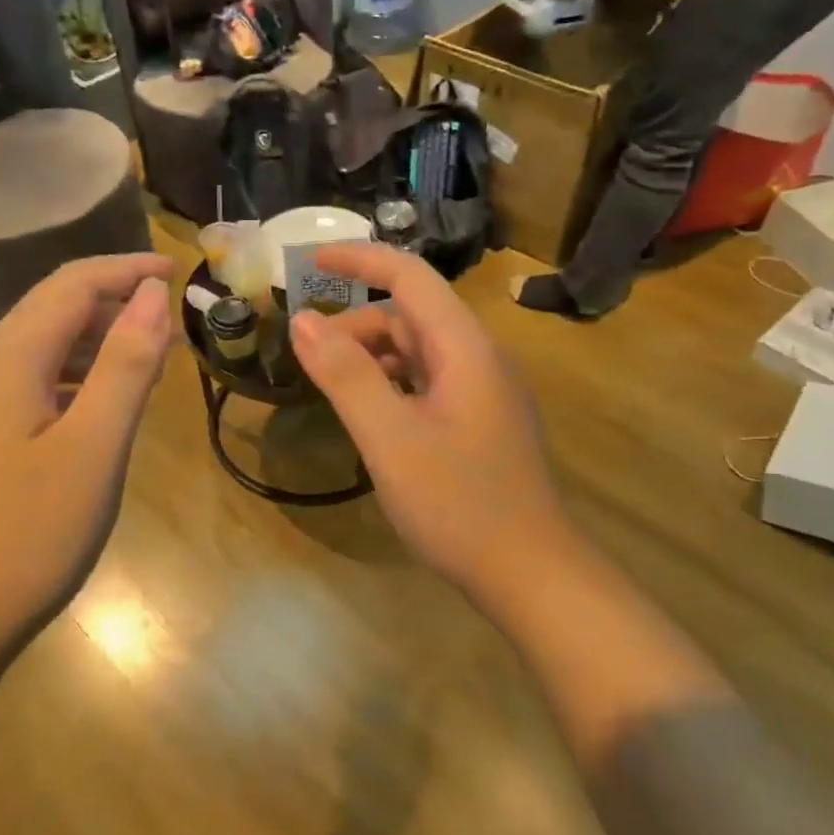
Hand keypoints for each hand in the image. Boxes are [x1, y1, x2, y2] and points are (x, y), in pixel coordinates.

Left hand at [0, 254, 173, 624]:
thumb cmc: (29, 532)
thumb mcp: (95, 445)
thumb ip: (126, 364)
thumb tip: (151, 295)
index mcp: (6, 359)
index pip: (71, 285)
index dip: (125, 271)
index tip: (177, 272)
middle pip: (50, 311)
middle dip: (113, 304)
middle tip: (172, 324)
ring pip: (39, 349)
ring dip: (94, 342)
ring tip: (149, 359)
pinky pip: (27, 385)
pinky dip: (72, 379)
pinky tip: (98, 407)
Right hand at [288, 245, 570, 596]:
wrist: (530, 574)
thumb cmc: (458, 504)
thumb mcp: (389, 438)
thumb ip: (346, 376)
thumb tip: (303, 320)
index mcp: (464, 348)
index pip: (410, 277)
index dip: (360, 260)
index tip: (310, 261)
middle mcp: (479, 359)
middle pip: (412, 317)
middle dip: (356, 324)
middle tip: (307, 356)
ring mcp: (485, 393)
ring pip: (420, 353)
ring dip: (372, 358)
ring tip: (330, 385)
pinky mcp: (482, 423)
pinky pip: (429, 384)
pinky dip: (392, 386)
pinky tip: (371, 416)